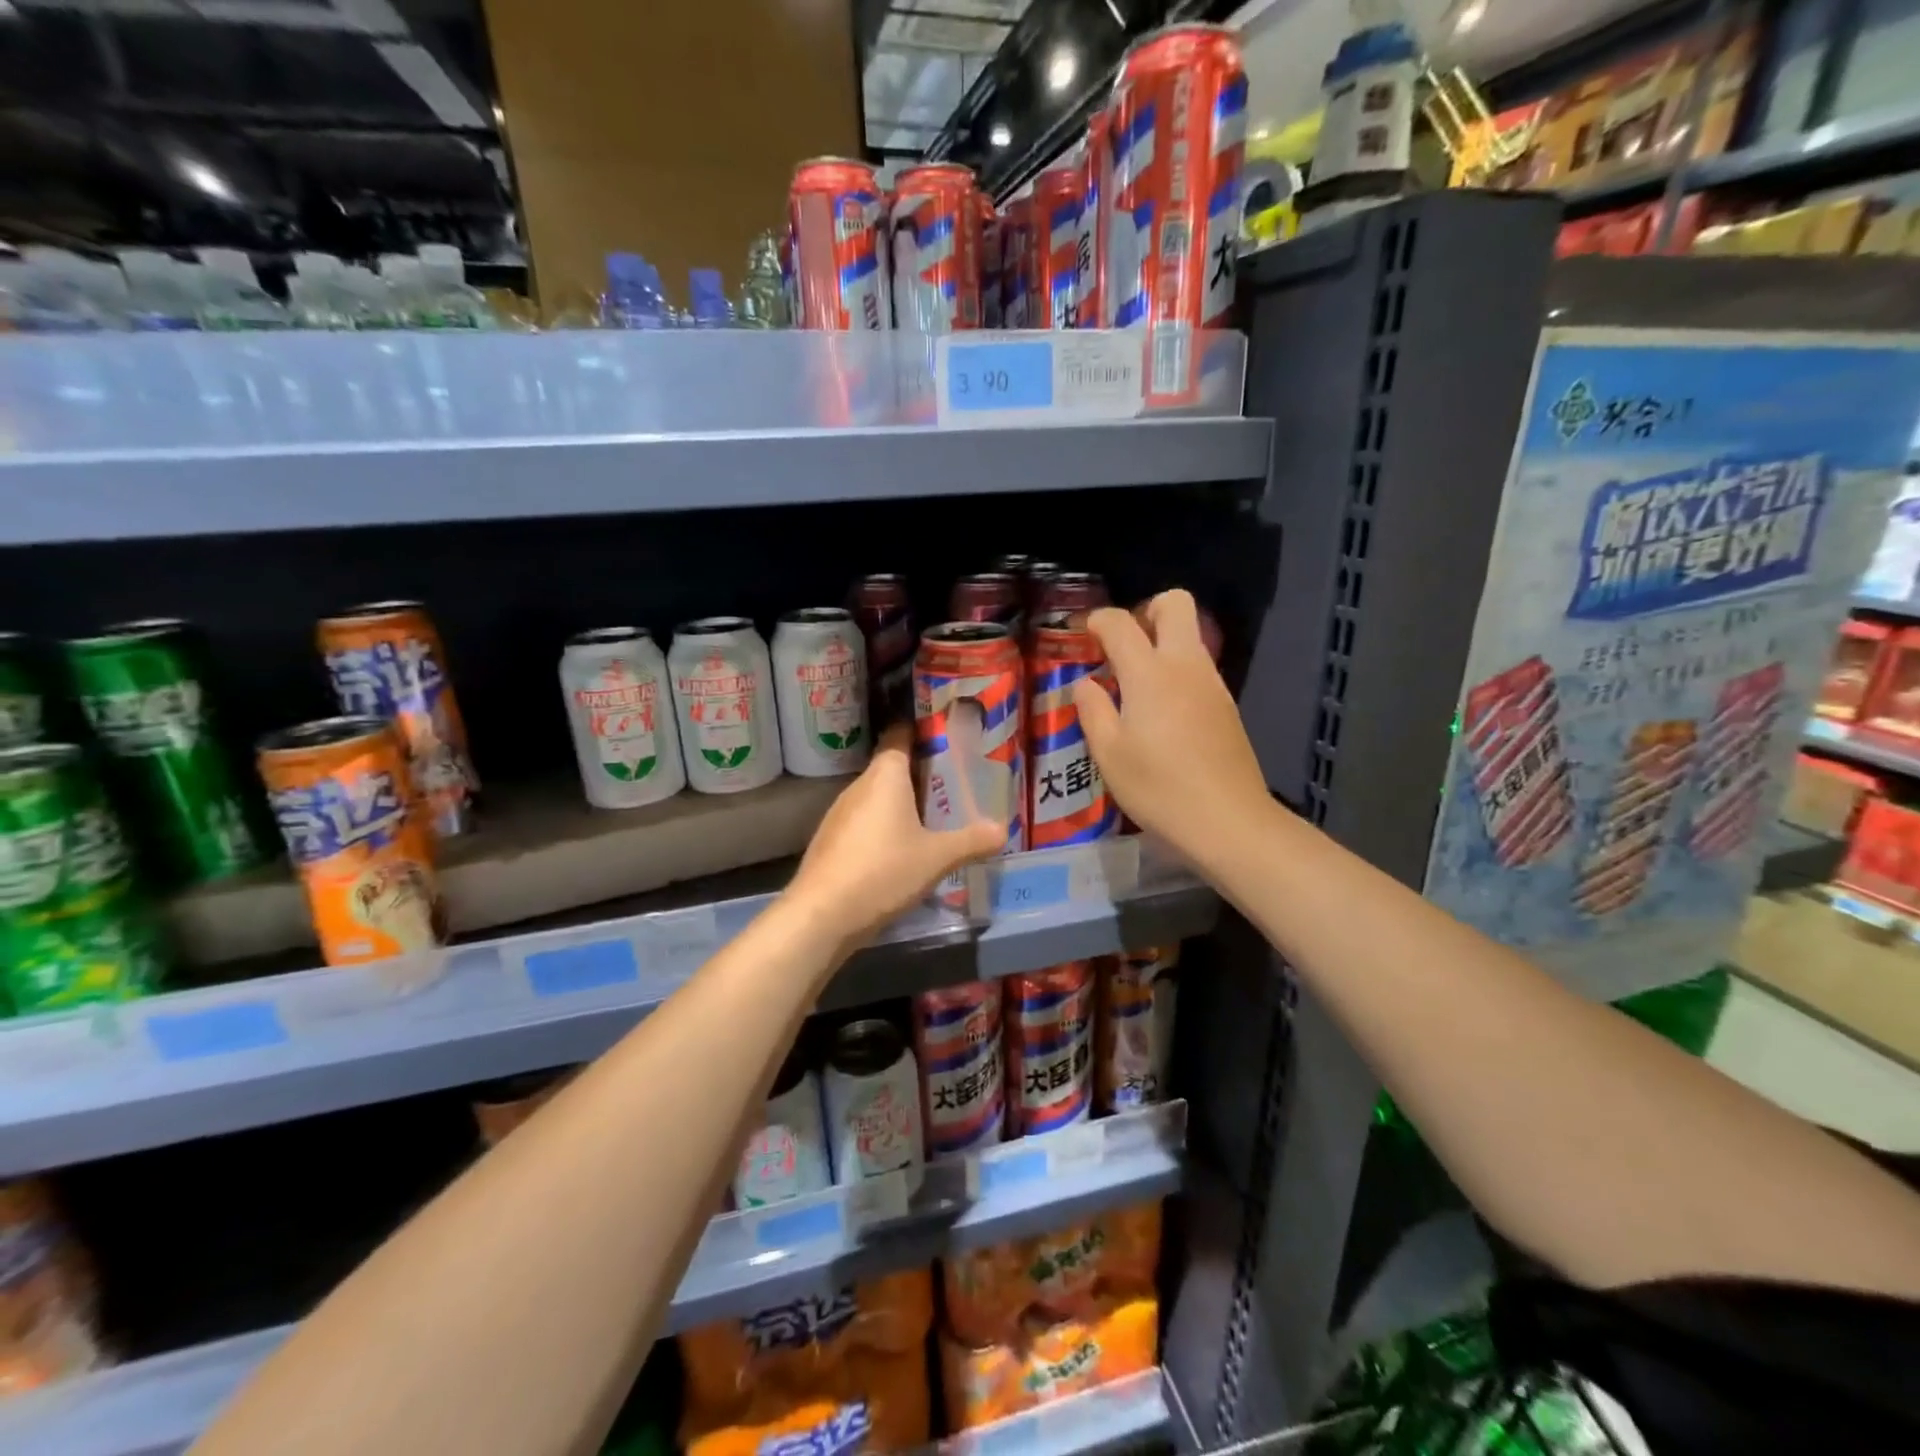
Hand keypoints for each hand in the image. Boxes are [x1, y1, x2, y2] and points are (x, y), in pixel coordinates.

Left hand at [787, 724, 1003, 946]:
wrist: (822, 915)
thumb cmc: (883, 871)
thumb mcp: (937, 858)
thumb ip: (971, 841)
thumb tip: (1003, 829)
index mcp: (885, 775)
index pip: (901, 734)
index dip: (923, 731)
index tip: (948, 735)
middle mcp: (859, 786)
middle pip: (892, 768)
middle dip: (922, 773)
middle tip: (956, 783)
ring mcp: (839, 814)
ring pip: (878, 798)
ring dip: (903, 804)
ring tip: (935, 817)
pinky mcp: (831, 841)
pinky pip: (865, 823)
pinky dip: (885, 828)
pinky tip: (903, 850)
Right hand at [1072, 591, 1268, 867]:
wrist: (1228, 821)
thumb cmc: (1158, 788)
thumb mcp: (1108, 754)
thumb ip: (1092, 709)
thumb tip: (1086, 683)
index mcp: (1150, 673)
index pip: (1120, 622)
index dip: (1097, 620)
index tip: (1081, 634)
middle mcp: (1185, 665)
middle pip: (1175, 604)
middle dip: (1145, 610)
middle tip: (1121, 646)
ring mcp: (1212, 683)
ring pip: (1190, 635)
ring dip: (1162, 642)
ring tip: (1134, 684)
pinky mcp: (1227, 704)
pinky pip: (1198, 666)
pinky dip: (1177, 670)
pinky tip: (1160, 711)